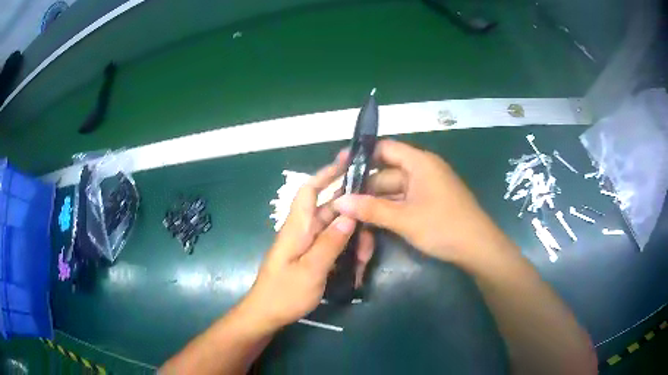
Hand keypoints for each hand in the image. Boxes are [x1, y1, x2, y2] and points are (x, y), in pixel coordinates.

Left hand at [241, 153, 363, 331]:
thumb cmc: (284, 293)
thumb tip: (349, 215)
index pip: (309, 190)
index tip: (348, 160)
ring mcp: (306, 244)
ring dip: (352, 239)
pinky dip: (346, 250)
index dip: (326, 172)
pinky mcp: (310, 256)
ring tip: (364, 259)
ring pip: (335, 229)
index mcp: (296, 227)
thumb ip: (330, 242)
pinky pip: (332, 245)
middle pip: (330, 210)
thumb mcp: (311, 270)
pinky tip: (357, 266)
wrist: (266, 314)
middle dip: (352, 217)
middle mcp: (301, 230)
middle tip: (372, 231)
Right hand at [333, 140, 505, 262]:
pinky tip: (371, 220)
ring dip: (374, 201)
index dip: (362, 155)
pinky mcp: (429, 202)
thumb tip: (338, 202)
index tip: (339, 166)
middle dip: (364, 187)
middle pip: (386, 172)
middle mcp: (422, 170)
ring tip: (349, 213)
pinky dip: (388, 209)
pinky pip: (403, 200)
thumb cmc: (443, 226)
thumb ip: (370, 209)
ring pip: (393, 189)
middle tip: (339, 199)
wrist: (478, 248)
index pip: (385, 148)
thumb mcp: (404, 219)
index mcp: (419, 162)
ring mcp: (426, 187)